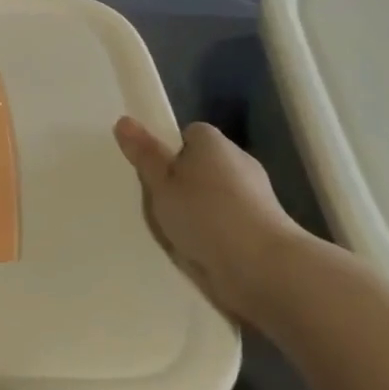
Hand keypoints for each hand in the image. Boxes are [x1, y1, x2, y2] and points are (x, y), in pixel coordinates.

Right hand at [113, 117, 305, 322]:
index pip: (190, 134)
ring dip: (200, 208)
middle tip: (159, 202)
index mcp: (214, 143)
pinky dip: (216, 230)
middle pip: (203, 164)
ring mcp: (256, 195)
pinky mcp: (264, 227)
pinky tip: (199, 248)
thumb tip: (124, 120)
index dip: (170, 151)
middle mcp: (239, 161)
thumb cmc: (205, 214)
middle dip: (183, 181)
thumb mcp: (162, 184)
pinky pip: (229, 220)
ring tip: (176, 230)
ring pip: (217, 194)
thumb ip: (145, 155)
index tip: (155, 173)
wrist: (263, 269)